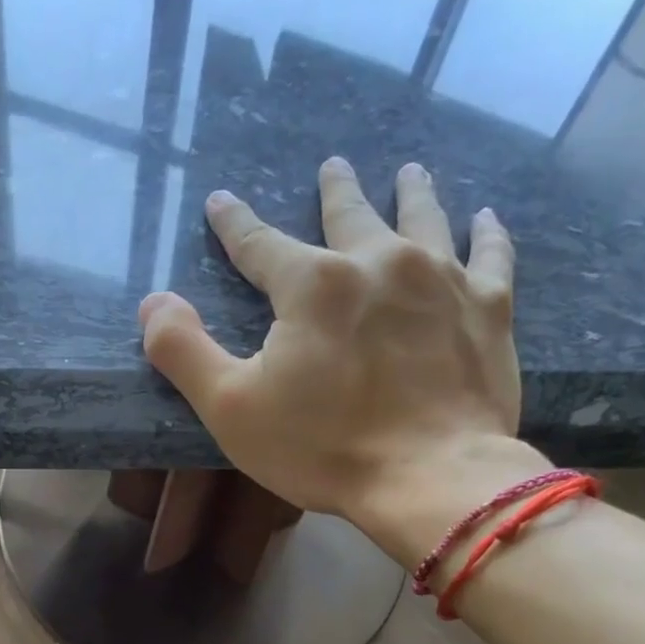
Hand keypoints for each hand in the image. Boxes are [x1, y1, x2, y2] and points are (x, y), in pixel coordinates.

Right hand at [137, 157, 547, 565]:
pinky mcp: (488, 309)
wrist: (429, 478)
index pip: (260, 244)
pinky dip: (488, 233)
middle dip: (335, 190)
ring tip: (410, 171)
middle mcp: (378, 262)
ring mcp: (442, 280)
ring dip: (412, 193)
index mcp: (312, 285)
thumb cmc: (322, 447)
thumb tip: (153, 303)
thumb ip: (185, 352)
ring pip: (424, 218)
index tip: (221, 201)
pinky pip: (491, 255)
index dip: (235, 224)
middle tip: (333, 165)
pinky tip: (487, 217)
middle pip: (350, 214)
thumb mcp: (231, 408)